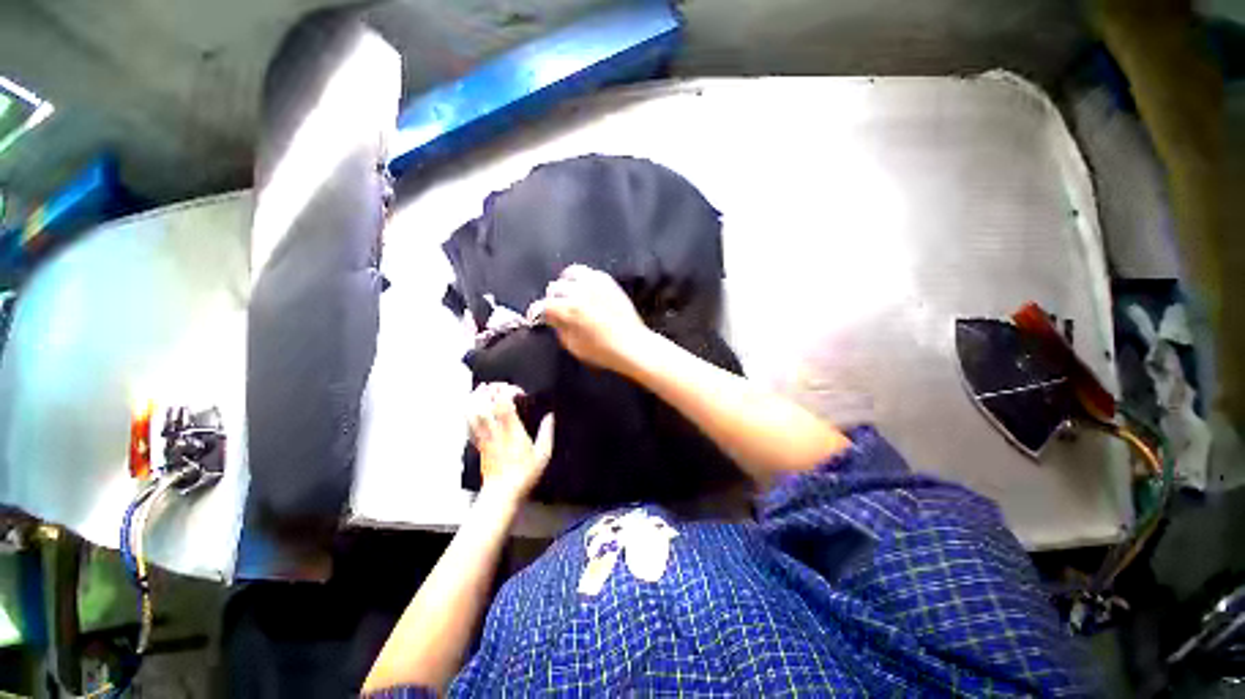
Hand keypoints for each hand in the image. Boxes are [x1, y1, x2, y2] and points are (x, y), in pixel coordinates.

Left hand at [468, 383, 553, 503]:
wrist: (501, 493)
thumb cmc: (524, 474)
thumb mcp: (543, 455)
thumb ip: (547, 433)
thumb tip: (550, 416)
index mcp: (511, 431)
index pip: (503, 404)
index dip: (508, 391)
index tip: (519, 392)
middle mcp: (494, 431)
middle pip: (484, 403)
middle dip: (491, 389)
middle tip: (501, 385)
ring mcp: (483, 437)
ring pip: (472, 412)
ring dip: (476, 397)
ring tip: (484, 389)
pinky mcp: (477, 443)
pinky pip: (468, 423)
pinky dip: (469, 410)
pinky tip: (474, 405)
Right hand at [531, 265, 653, 374]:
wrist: (632, 344)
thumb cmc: (602, 350)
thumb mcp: (573, 345)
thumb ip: (559, 328)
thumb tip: (551, 318)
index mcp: (569, 309)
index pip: (543, 305)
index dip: (536, 313)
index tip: (536, 317)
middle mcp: (580, 291)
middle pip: (555, 288)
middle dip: (552, 299)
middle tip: (556, 309)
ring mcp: (596, 283)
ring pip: (571, 273)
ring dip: (566, 284)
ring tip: (569, 295)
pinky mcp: (609, 282)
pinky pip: (590, 273)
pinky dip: (583, 280)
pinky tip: (585, 290)